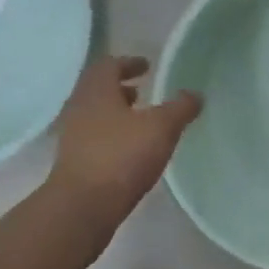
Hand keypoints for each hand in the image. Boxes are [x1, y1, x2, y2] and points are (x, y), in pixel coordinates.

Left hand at [49, 55, 201, 226]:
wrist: (83, 206)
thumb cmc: (121, 157)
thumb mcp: (161, 128)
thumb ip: (180, 108)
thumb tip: (195, 94)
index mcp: (96, 91)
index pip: (108, 64)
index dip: (129, 62)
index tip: (146, 66)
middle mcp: (79, 108)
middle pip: (98, 89)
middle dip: (120, 88)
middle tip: (143, 91)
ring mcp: (72, 136)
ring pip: (95, 114)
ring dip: (115, 113)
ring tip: (139, 121)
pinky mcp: (73, 162)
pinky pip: (93, 138)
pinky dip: (111, 135)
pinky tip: (130, 150)